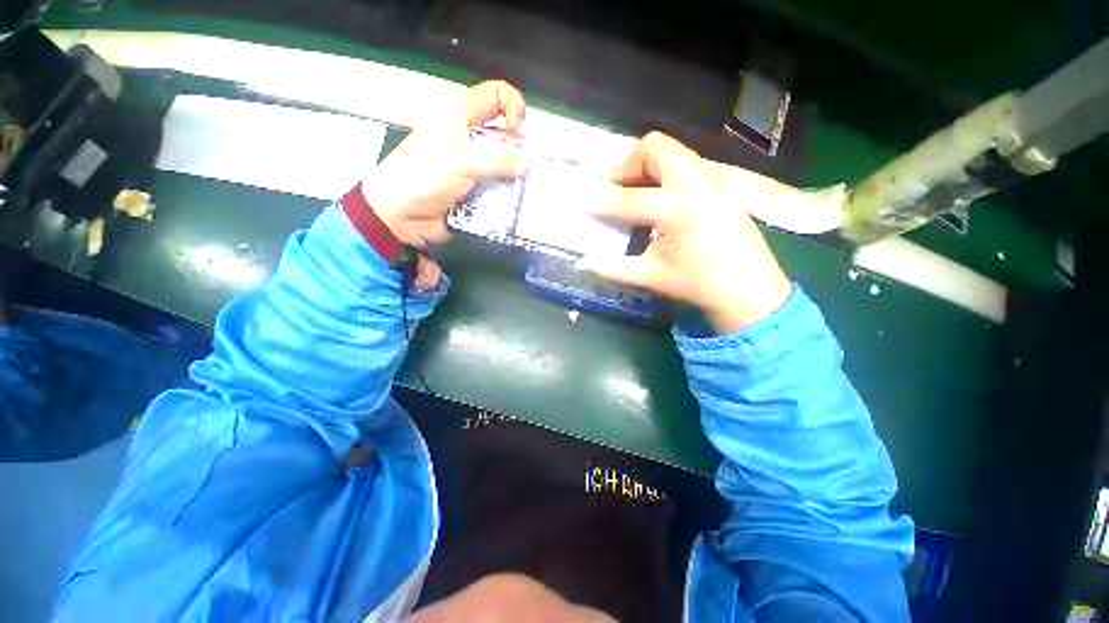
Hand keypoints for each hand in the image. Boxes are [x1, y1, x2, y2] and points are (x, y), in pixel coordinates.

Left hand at [363, 80, 527, 248]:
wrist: (400, 215)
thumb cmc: (422, 178)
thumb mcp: (462, 163)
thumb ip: (497, 161)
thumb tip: (524, 165)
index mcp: (460, 114)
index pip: (497, 95)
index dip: (514, 106)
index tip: (518, 131)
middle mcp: (469, 136)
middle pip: (505, 136)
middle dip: (517, 153)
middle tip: (521, 170)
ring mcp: (472, 165)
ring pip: (504, 166)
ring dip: (512, 179)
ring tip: (516, 192)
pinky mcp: (474, 188)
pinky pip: (497, 189)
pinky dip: (503, 196)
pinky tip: (506, 205)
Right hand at [577, 132, 792, 333]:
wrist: (750, 291)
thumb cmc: (698, 284)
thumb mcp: (651, 276)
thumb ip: (613, 267)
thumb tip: (583, 261)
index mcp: (679, 208)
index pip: (629, 199)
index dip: (602, 202)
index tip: (583, 203)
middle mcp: (698, 183)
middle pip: (655, 148)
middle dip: (629, 166)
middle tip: (617, 191)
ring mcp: (715, 179)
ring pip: (673, 152)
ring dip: (649, 168)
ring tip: (638, 196)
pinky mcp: (722, 185)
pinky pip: (687, 164)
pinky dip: (666, 174)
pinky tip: (664, 204)